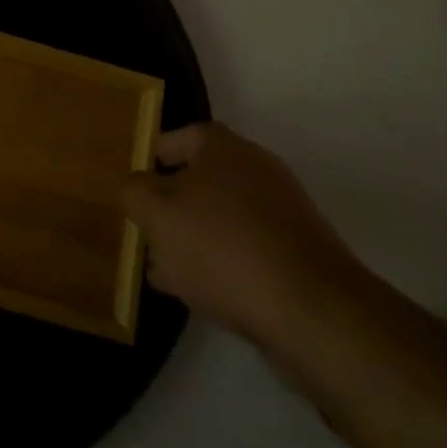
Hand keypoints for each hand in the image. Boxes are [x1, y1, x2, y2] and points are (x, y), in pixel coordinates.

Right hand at [124, 123, 370, 361]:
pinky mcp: (301, 256)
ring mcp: (284, 213)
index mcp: (223, 148)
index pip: (183, 136)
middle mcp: (257, 169)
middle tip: (147, 231)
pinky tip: (205, 294)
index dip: (157, 155)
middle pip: (204, 179)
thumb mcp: (157, 215)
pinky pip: (250, 250)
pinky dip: (226, 264)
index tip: (137, 182)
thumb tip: (133, 185)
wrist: (313, 311)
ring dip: (196, 239)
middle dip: (173, 205)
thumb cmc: (223, 246)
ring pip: (225, 218)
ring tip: (168, 272)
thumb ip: (134, 192)